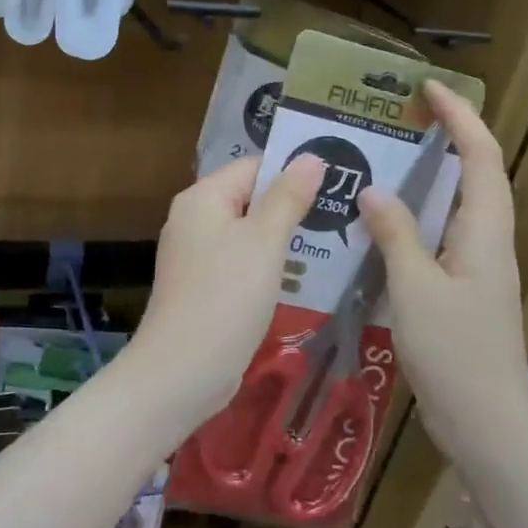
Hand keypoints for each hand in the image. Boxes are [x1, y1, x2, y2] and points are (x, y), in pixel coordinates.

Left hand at [133, 153, 324, 436]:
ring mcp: (196, 255)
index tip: (338, 180)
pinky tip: (303, 276)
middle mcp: (194, 219)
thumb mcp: (264, 241)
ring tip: (335, 242)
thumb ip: (287, 197)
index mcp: (202, 198)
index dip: (294, 170)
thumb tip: (310, 157)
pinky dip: (270, 265)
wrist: (183, 370)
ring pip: (249, 234)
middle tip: (344, 213)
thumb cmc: (226, 296)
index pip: (253, 167)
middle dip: (294, 206)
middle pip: (250, 199)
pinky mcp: (204, 286)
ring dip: (285, 238)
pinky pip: (242, 263)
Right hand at [358, 83, 527, 459]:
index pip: (480, 157)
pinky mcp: (463, 287)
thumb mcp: (415, 289)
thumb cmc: (454, 353)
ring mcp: (478, 266)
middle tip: (403, 117)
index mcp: (485, 233)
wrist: (486, 422)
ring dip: (436, 172)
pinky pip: (443, 232)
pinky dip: (420, 212)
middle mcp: (488, 241)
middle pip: (478, 173)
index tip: (428, 89)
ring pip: (461, 203)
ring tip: (391, 156)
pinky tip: (386, 220)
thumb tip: (374, 190)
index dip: (460, 118)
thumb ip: (395, 235)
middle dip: (451, 135)